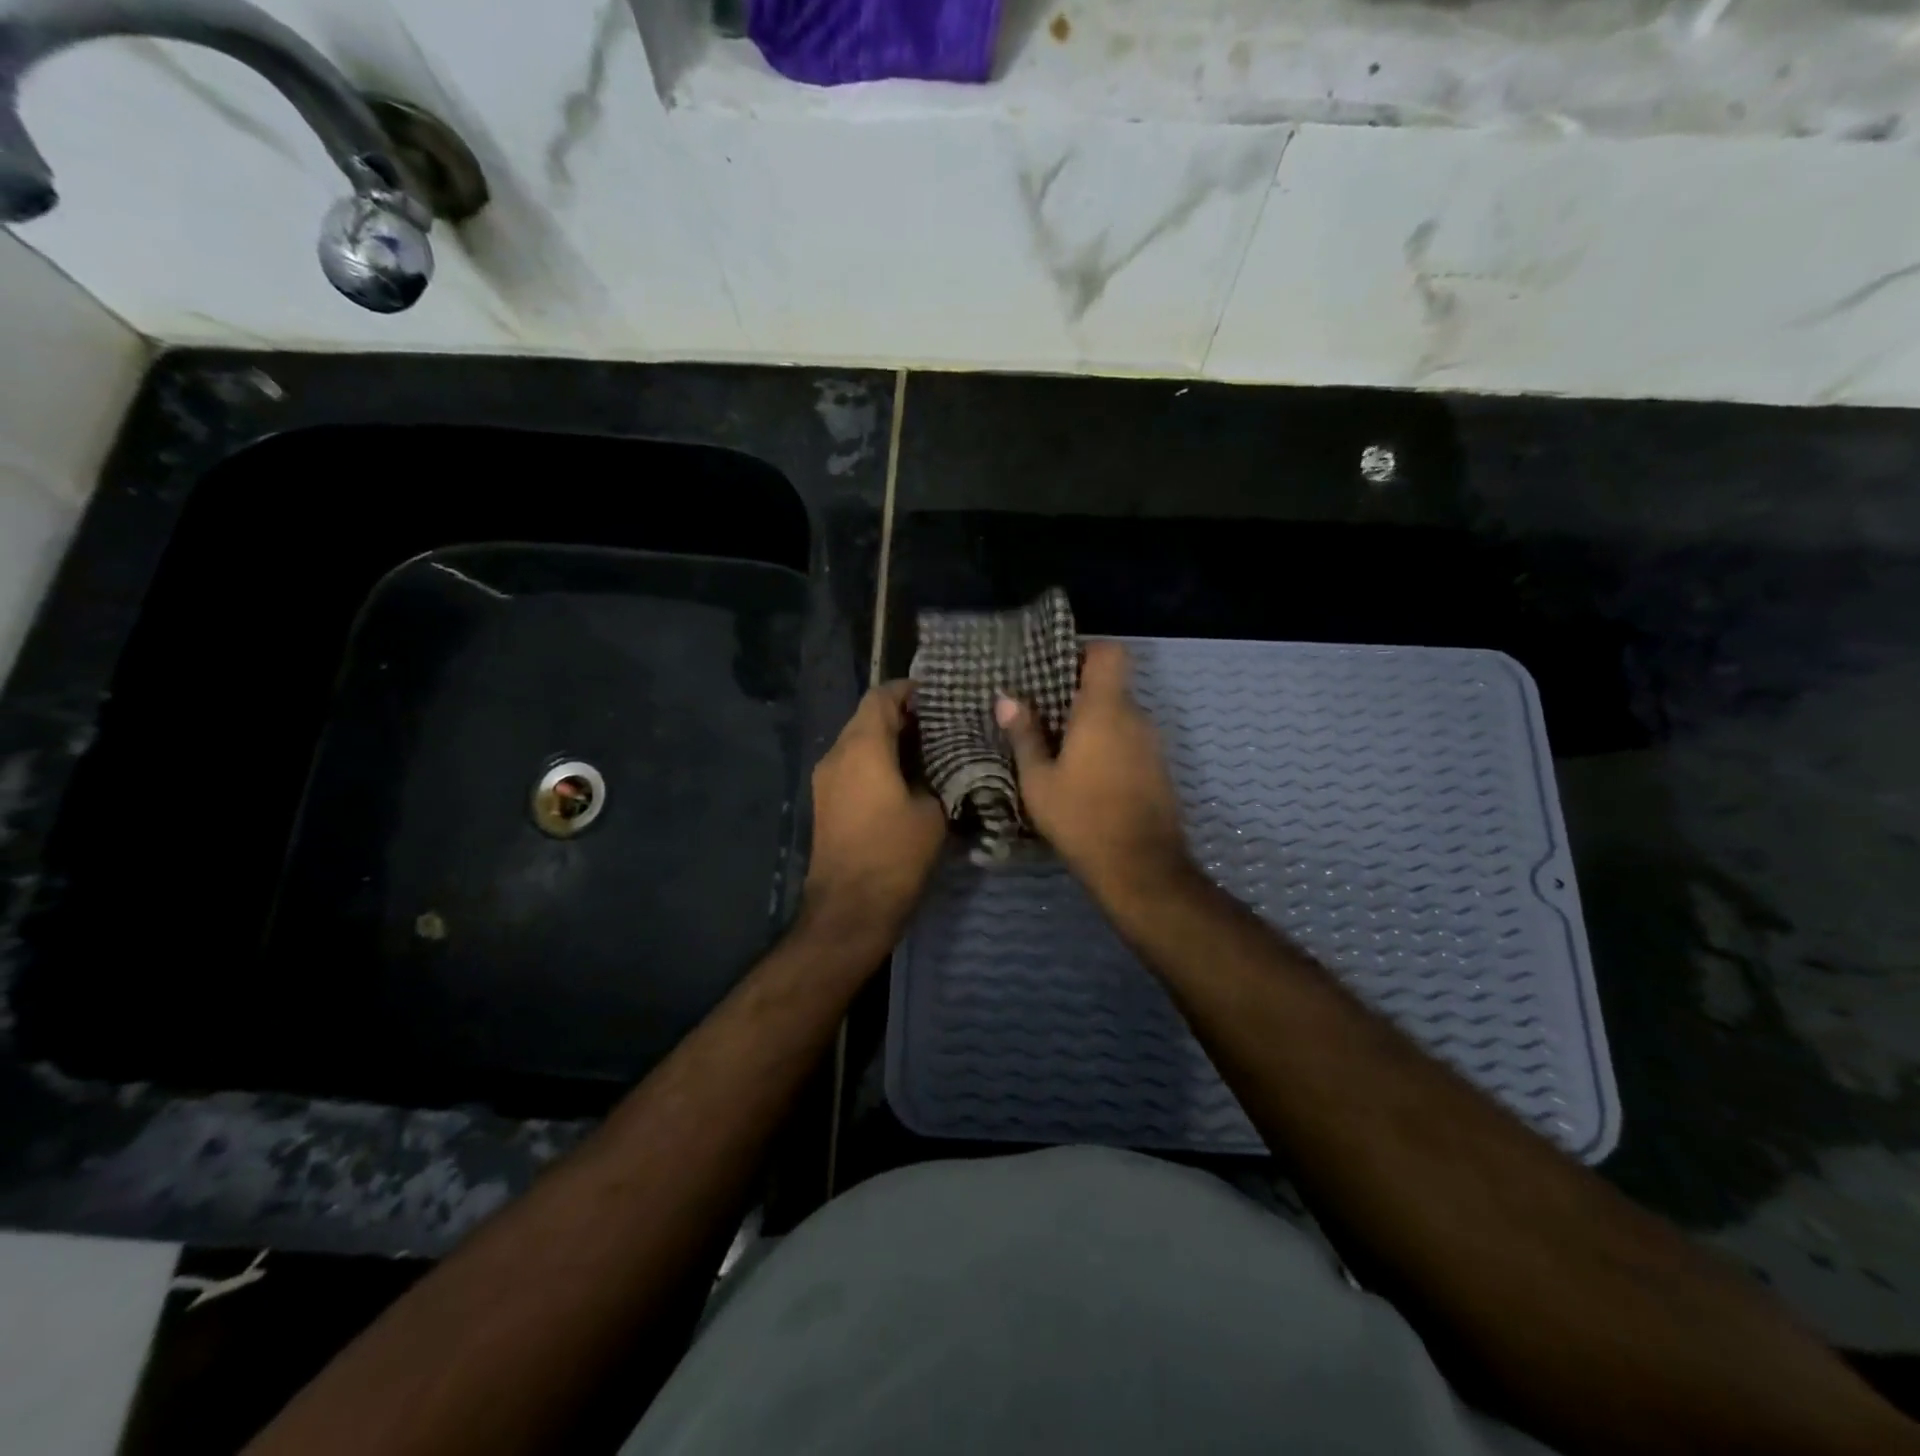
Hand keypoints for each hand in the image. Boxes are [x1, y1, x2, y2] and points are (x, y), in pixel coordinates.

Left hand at [802, 680, 947, 946]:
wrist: (849, 910)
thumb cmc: (894, 856)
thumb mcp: (933, 812)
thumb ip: (939, 776)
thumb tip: (945, 763)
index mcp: (862, 747)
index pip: (881, 696)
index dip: (909, 690)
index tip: (940, 696)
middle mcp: (837, 754)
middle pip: (867, 716)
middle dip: (903, 715)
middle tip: (943, 724)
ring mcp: (826, 779)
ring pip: (858, 741)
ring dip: (889, 740)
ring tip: (930, 750)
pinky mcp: (826, 801)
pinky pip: (852, 765)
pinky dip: (877, 761)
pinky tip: (907, 778)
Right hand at [996, 642, 1190, 903]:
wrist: (1140, 867)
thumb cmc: (1081, 817)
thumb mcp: (1039, 780)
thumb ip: (1024, 735)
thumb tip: (1006, 698)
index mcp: (1105, 709)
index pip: (1110, 652)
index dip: (1085, 651)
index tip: (1056, 670)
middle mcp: (1136, 717)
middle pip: (1111, 686)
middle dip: (1079, 695)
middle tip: (1044, 715)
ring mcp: (1153, 743)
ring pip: (1121, 716)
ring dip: (1094, 724)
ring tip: (1061, 748)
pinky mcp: (1159, 768)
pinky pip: (1131, 740)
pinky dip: (1110, 745)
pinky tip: (1086, 774)